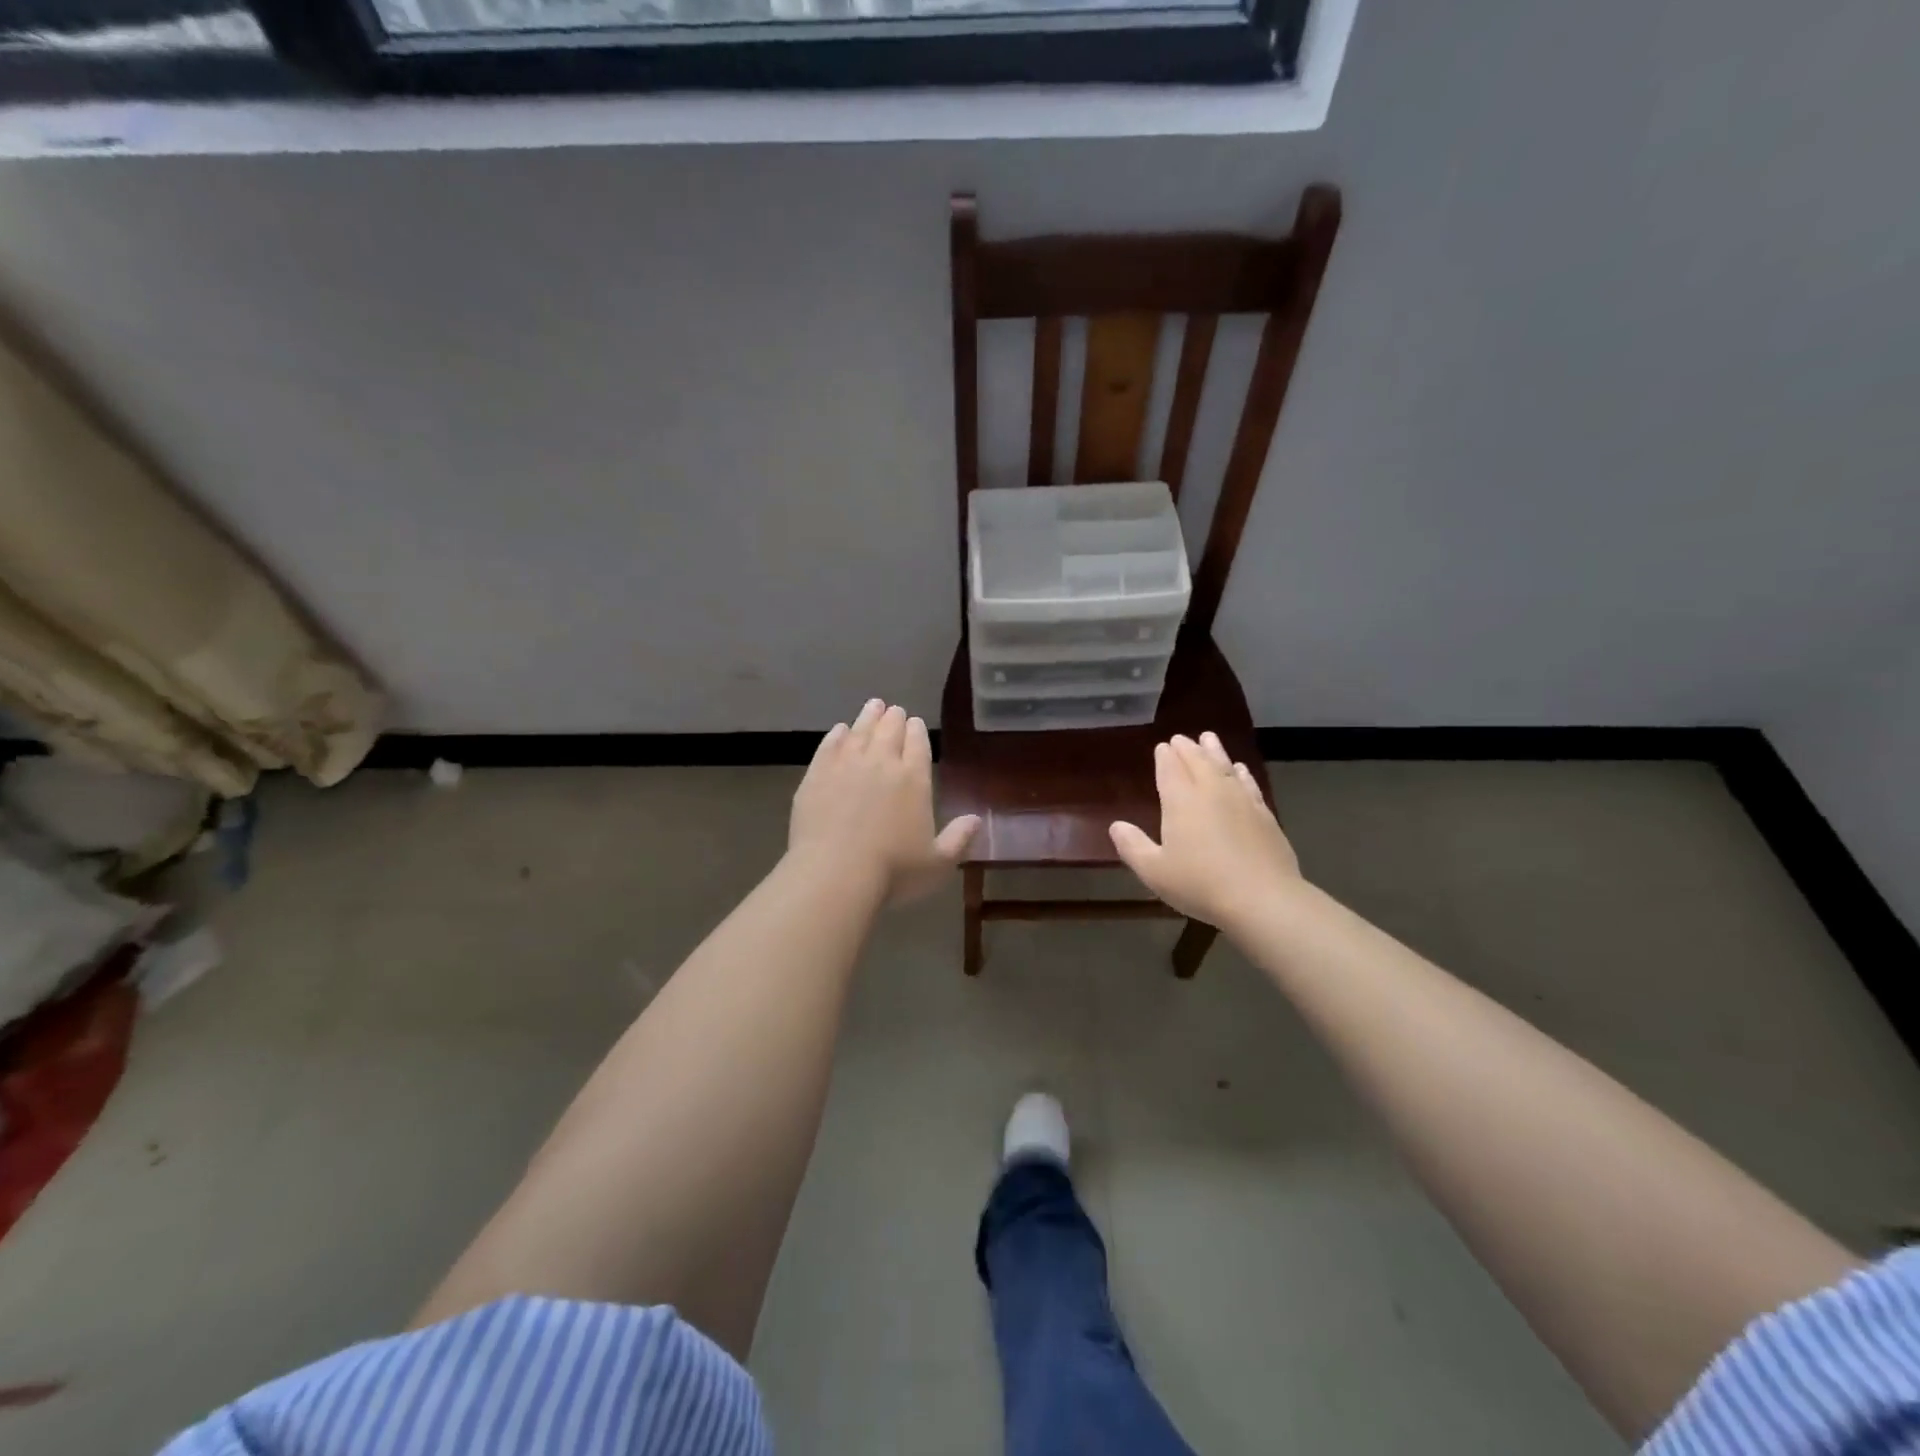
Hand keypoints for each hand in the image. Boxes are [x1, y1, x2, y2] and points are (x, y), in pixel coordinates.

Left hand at [789, 699, 980, 904]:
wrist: (835, 874)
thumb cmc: (893, 871)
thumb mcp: (938, 862)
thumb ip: (958, 838)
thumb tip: (976, 820)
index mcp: (914, 778)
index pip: (918, 743)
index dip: (917, 731)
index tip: (915, 723)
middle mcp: (881, 762)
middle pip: (889, 730)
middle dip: (894, 718)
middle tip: (894, 710)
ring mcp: (846, 765)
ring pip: (860, 731)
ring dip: (868, 717)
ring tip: (873, 706)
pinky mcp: (817, 775)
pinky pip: (829, 746)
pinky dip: (837, 735)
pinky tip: (839, 731)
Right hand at [1109, 732, 1300, 929]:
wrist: (1262, 898)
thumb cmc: (1200, 884)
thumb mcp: (1155, 871)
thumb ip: (1133, 846)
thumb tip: (1116, 826)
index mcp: (1181, 801)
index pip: (1170, 770)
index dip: (1164, 757)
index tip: (1162, 747)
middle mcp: (1211, 792)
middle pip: (1198, 762)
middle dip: (1187, 749)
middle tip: (1181, 738)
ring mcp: (1241, 801)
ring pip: (1225, 767)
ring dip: (1215, 751)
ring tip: (1208, 738)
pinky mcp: (1264, 815)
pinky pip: (1249, 784)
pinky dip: (1241, 773)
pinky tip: (1240, 769)